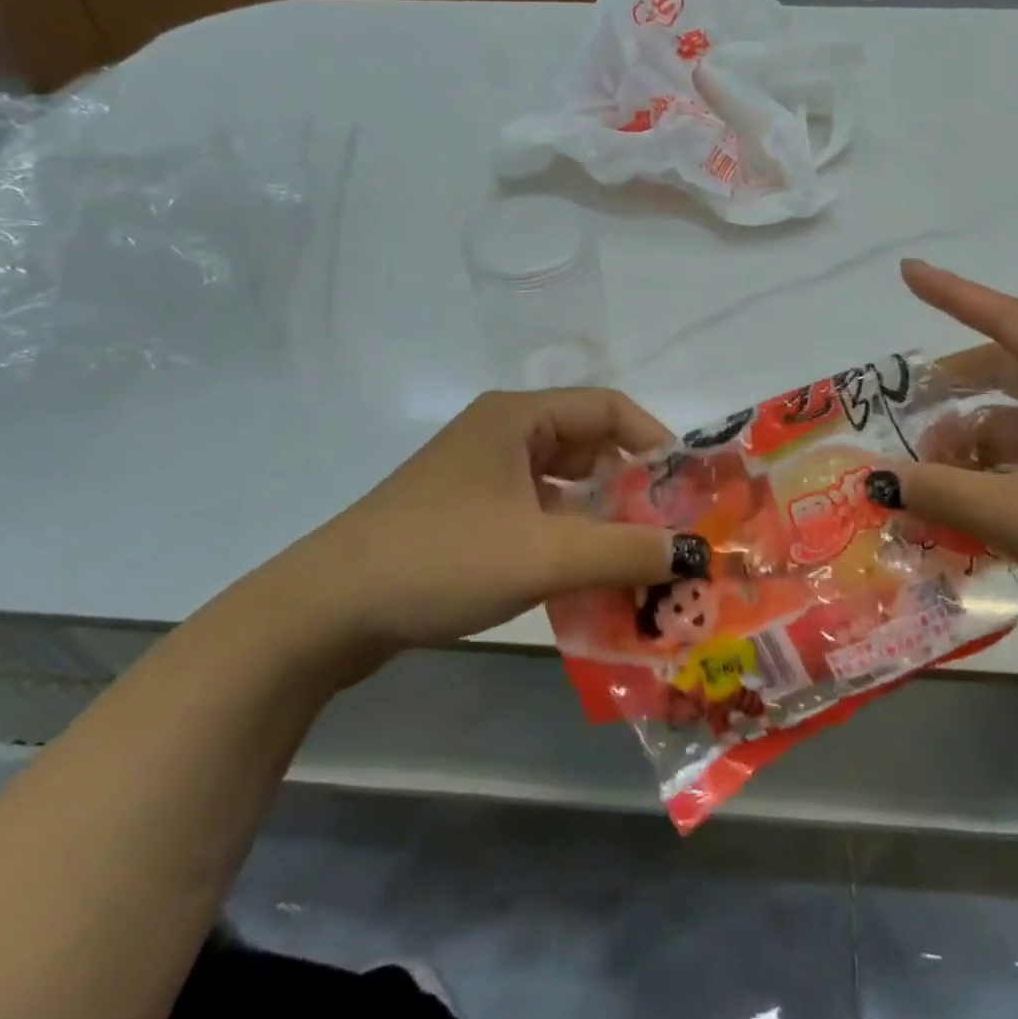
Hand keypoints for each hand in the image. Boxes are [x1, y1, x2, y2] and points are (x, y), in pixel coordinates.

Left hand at [257, 389, 695, 674]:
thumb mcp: (544, 555)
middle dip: (630, 483)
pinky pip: (535, 510)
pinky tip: (584, 574)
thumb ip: (624, 550)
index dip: (654, 440)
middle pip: (587, 443)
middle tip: (667, 526)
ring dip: (599, 514)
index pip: (608, 407)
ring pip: (561, 482)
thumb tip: (692, 552)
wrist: (325, 611)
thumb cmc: (442, 560)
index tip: (685, 485)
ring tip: (636, 555)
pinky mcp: (465, 510)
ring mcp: (480, 472)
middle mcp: (502, 433)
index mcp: (518, 417)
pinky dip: (566, 534)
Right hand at [887, 261, 1017, 671]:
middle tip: (905, 412)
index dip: (953, 294)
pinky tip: (969, 509)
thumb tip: (876, 479)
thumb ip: (945, 493)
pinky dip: (999, 476)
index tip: (906, 272)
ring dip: (973, 445)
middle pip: (1010, 372)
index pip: (1010, 320)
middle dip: (955, 392)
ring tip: (931, 482)